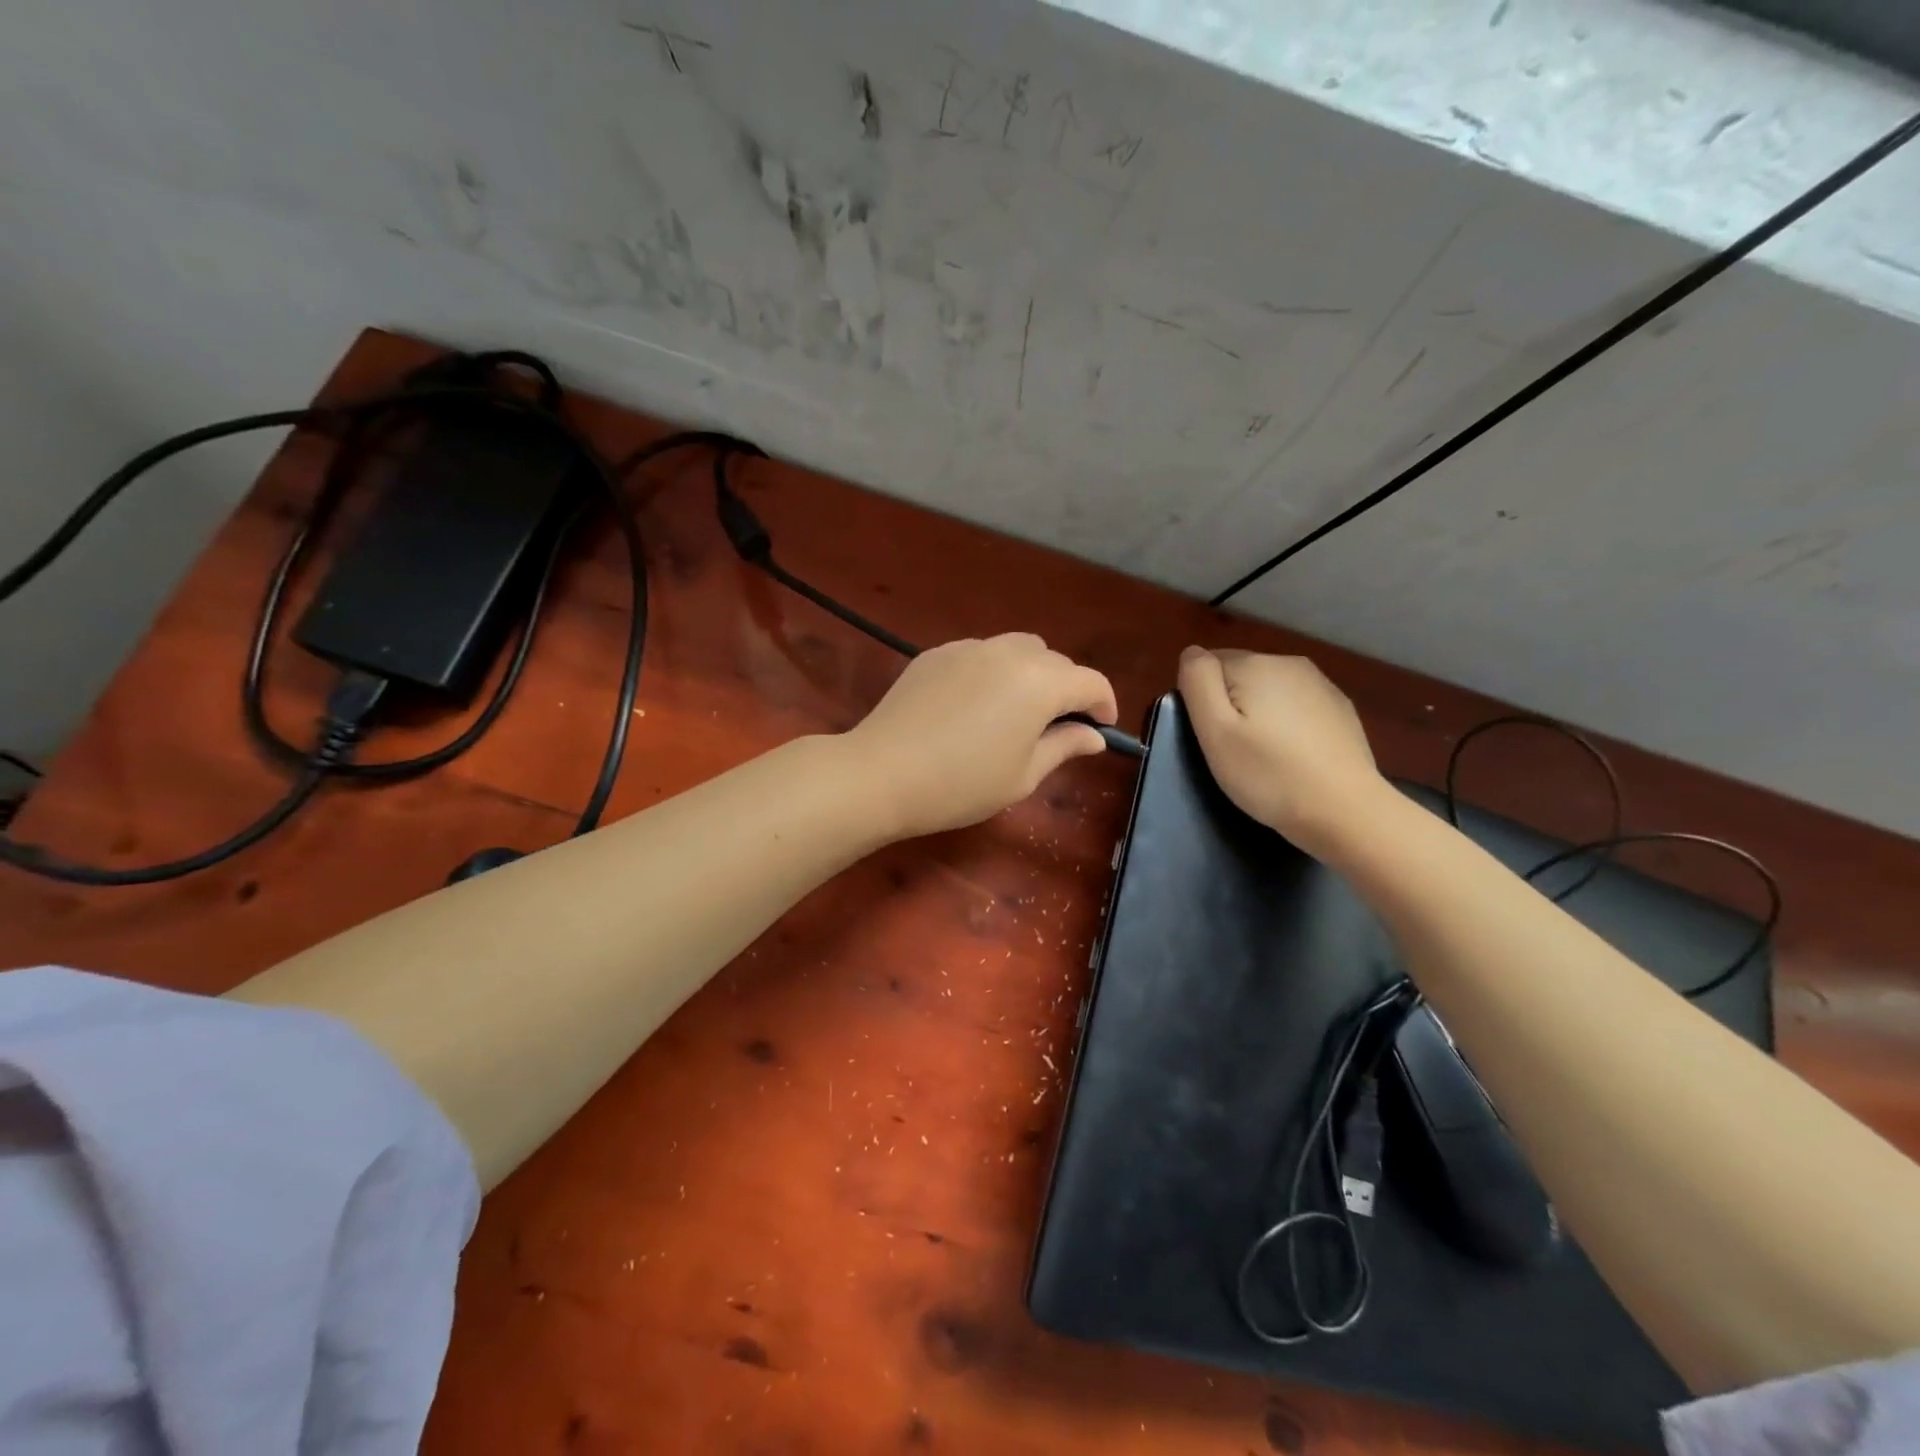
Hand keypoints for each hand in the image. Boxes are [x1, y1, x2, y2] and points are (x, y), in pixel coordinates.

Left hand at [846, 634, 1118, 838]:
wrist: (882, 773)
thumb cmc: (961, 784)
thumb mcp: (1023, 775)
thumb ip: (1064, 746)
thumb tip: (1093, 735)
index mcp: (1040, 683)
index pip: (1090, 682)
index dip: (1104, 704)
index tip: (1102, 728)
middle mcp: (1009, 652)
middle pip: (1055, 661)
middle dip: (1066, 689)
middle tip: (1057, 727)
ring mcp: (969, 648)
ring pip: (1017, 649)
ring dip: (1031, 674)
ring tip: (1017, 711)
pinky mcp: (937, 653)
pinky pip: (980, 654)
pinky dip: (992, 672)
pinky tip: (974, 705)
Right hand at [1177, 647, 1387, 853]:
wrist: (1345, 811)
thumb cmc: (1268, 773)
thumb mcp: (1215, 731)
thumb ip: (1198, 682)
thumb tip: (1193, 652)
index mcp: (1255, 664)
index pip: (1208, 665)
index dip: (1203, 701)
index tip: (1214, 736)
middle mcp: (1289, 663)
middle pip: (1239, 675)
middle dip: (1231, 705)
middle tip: (1234, 751)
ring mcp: (1321, 685)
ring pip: (1269, 690)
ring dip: (1259, 713)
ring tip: (1264, 756)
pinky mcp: (1340, 709)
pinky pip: (1297, 706)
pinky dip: (1287, 724)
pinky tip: (1293, 756)